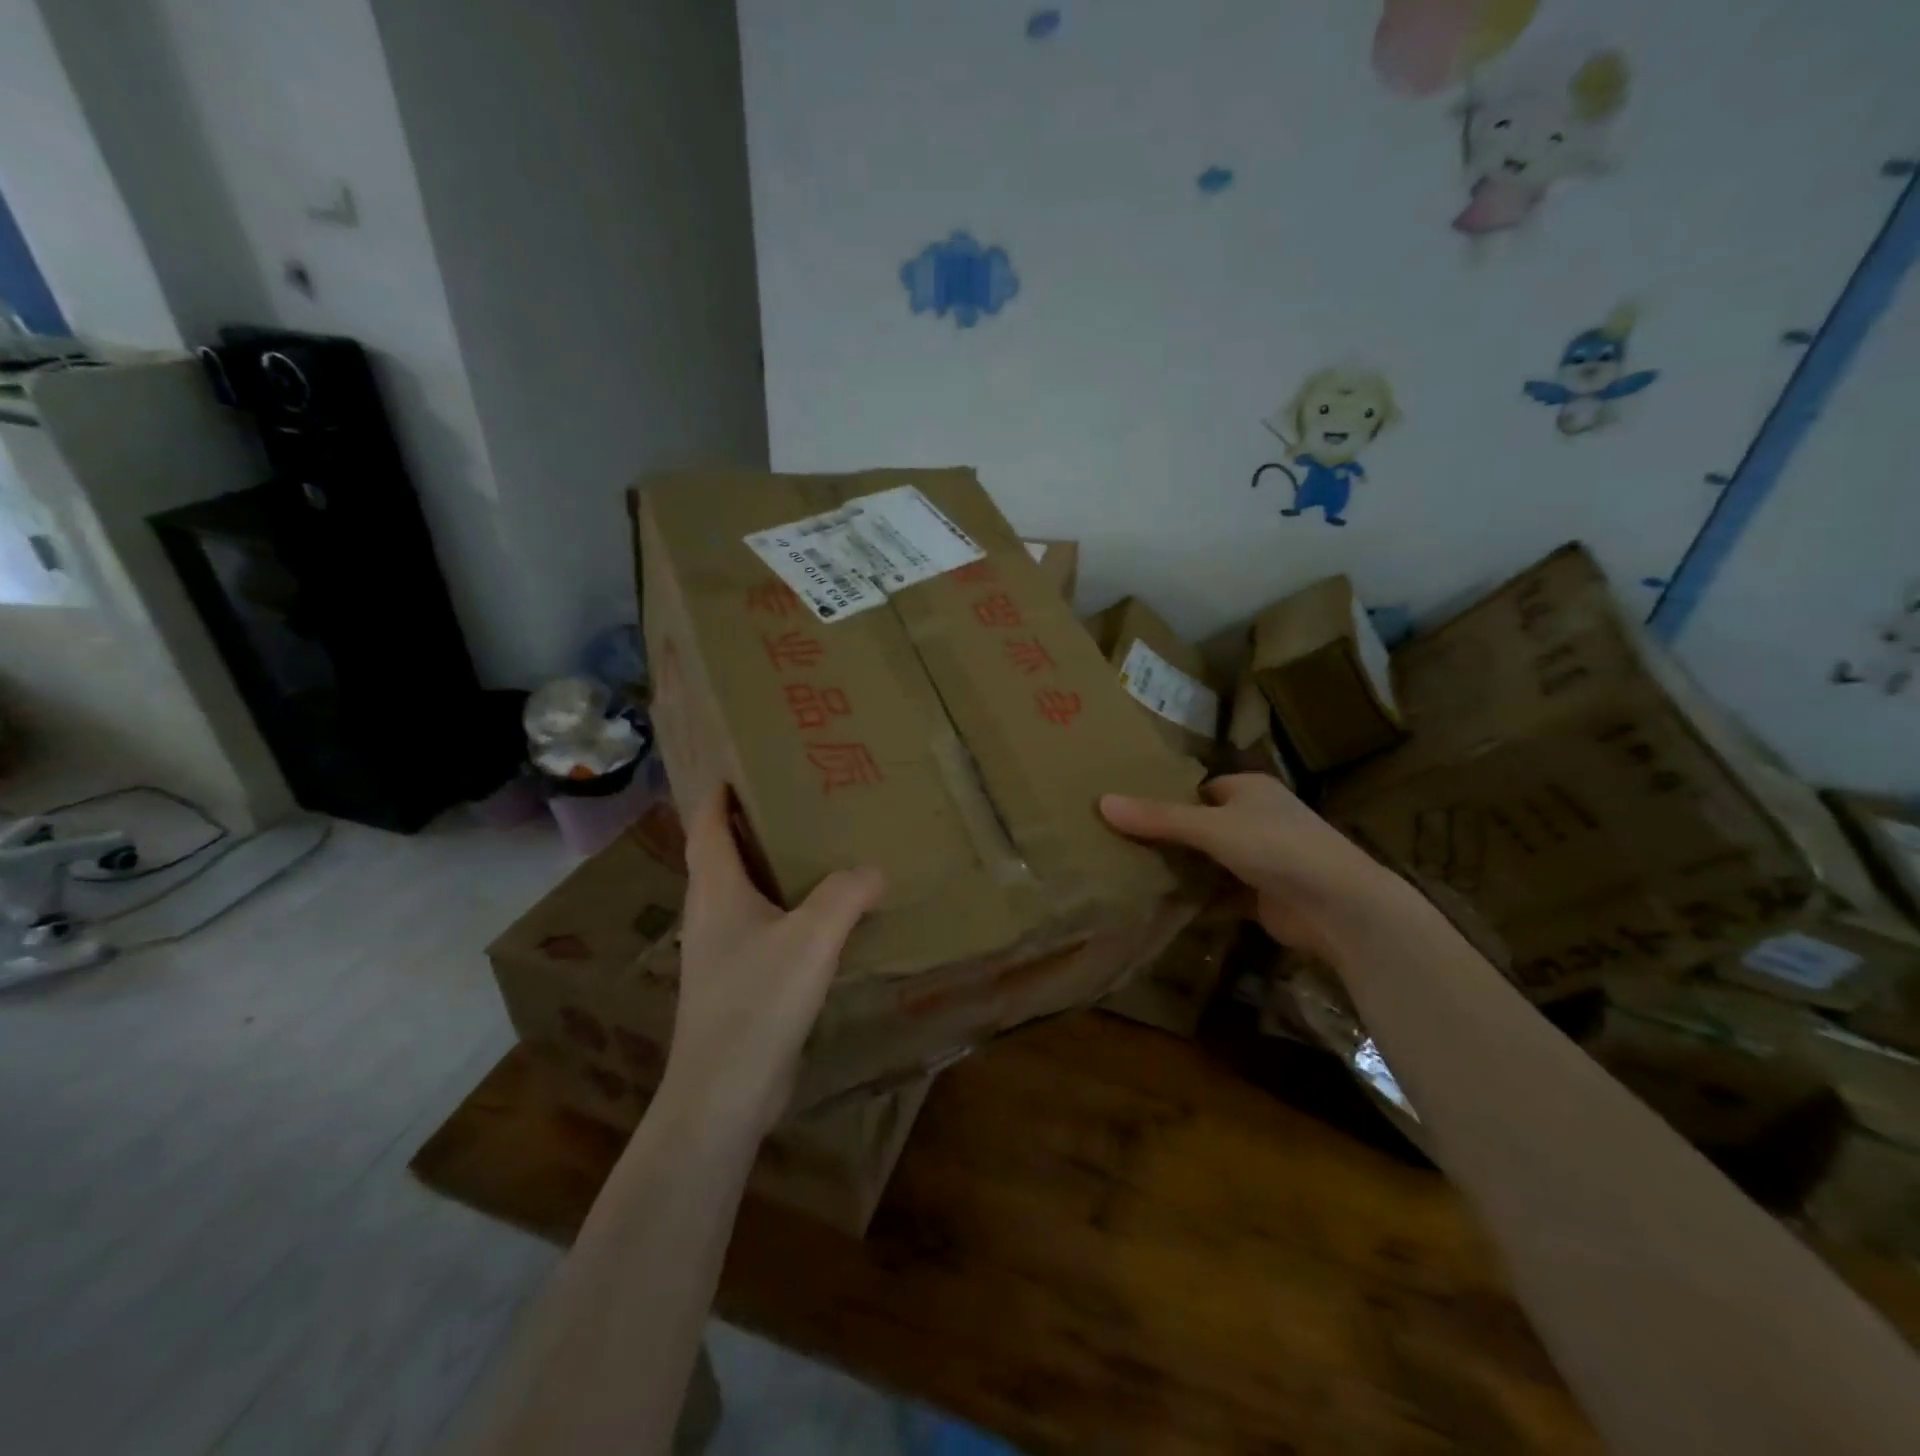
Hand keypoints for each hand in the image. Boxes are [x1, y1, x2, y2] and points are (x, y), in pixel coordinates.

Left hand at [662, 788, 885, 1136]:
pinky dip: (785, 908)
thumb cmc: (757, 1002)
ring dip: (771, 867)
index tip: (743, 766)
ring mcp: (721, 950)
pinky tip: (822, 916)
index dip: (720, 794)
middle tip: (797, 799)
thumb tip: (875, 868)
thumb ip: (845, 895)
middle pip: (724, 854)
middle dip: (753, 824)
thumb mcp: (810, 938)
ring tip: (816, 849)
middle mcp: (711, 913)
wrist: (723, 1093)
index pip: (708, 826)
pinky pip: (762, 926)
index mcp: (715, 890)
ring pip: (744, 892)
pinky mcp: (738, 980)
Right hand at [1100, 774, 1398, 956]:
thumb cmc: (1277, 848)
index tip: (1126, 811)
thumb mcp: (1211, 827)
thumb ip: (1158, 818)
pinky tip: (1159, 905)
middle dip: (1167, 836)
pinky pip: (1218, 893)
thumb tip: (1101, 802)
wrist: (1339, 908)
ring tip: (1128, 872)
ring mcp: (1262, 860)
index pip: (1198, 788)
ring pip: (1208, 861)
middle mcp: (1257, 819)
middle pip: (1200, 825)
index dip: (1165, 797)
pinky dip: (1195, 899)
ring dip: (1179, 869)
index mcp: (1249, 791)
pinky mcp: (1262, 897)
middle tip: (1118, 843)